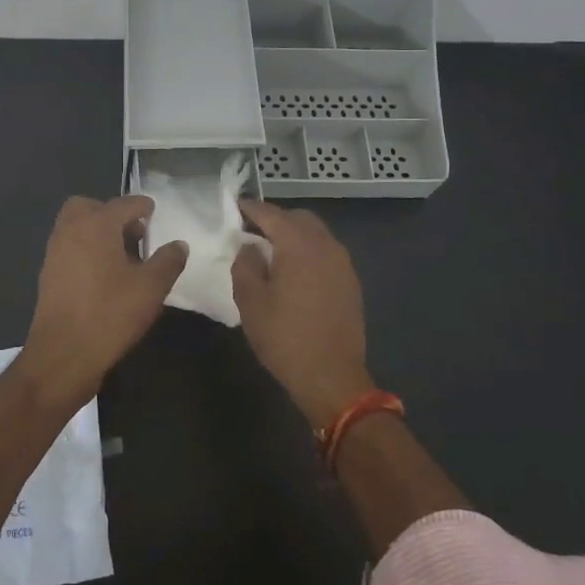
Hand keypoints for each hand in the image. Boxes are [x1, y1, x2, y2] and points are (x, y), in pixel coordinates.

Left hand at [18, 195, 188, 410]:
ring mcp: (55, 252)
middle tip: (132, 234)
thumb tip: (178, 245)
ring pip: (76, 227)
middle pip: (89, 207)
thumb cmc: (110, 313)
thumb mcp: (151, 288)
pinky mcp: (48, 275)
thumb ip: (168, 261)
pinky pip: (69, 249)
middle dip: (111, 214)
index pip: (124, 204)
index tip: (153, 212)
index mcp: (96, 224)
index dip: (142, 206)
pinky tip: (104, 277)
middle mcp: (70, 230)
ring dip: (97, 232)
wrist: (63, 354)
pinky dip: (85, 251)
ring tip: (122, 258)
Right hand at [231, 199, 373, 428]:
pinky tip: (294, 271)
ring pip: (315, 234)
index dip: (250, 208)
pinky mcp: (350, 281)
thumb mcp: (251, 301)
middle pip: (298, 218)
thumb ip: (245, 264)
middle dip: (274, 219)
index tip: (234, 207)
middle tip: (251, 232)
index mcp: (298, 244)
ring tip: (271, 251)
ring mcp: (342, 262)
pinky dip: (308, 251)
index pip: (271, 213)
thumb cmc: (285, 338)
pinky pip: (326, 252)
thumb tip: (249, 246)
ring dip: (294, 235)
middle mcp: (325, 244)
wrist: (332, 377)